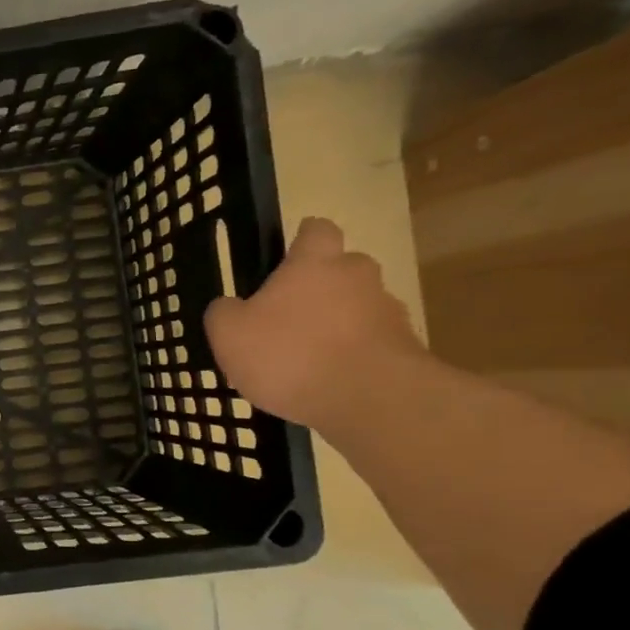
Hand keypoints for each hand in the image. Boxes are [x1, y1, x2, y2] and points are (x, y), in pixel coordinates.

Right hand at [203, 217, 423, 427]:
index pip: (316, 230)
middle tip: (290, 317)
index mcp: (314, 263)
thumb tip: (229, 306)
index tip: (288, 258)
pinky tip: (329, 383)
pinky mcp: (405, 348)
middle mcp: (357, 276)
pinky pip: (371, 344)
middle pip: (342, 269)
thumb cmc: (290, 354)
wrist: (369, 399)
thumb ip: (224, 312)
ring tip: (308, 360)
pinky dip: (352, 356)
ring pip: (358, 308)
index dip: (302, 240)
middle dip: (321, 288)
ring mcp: (387, 311)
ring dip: (338, 325)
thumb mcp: (229, 334)